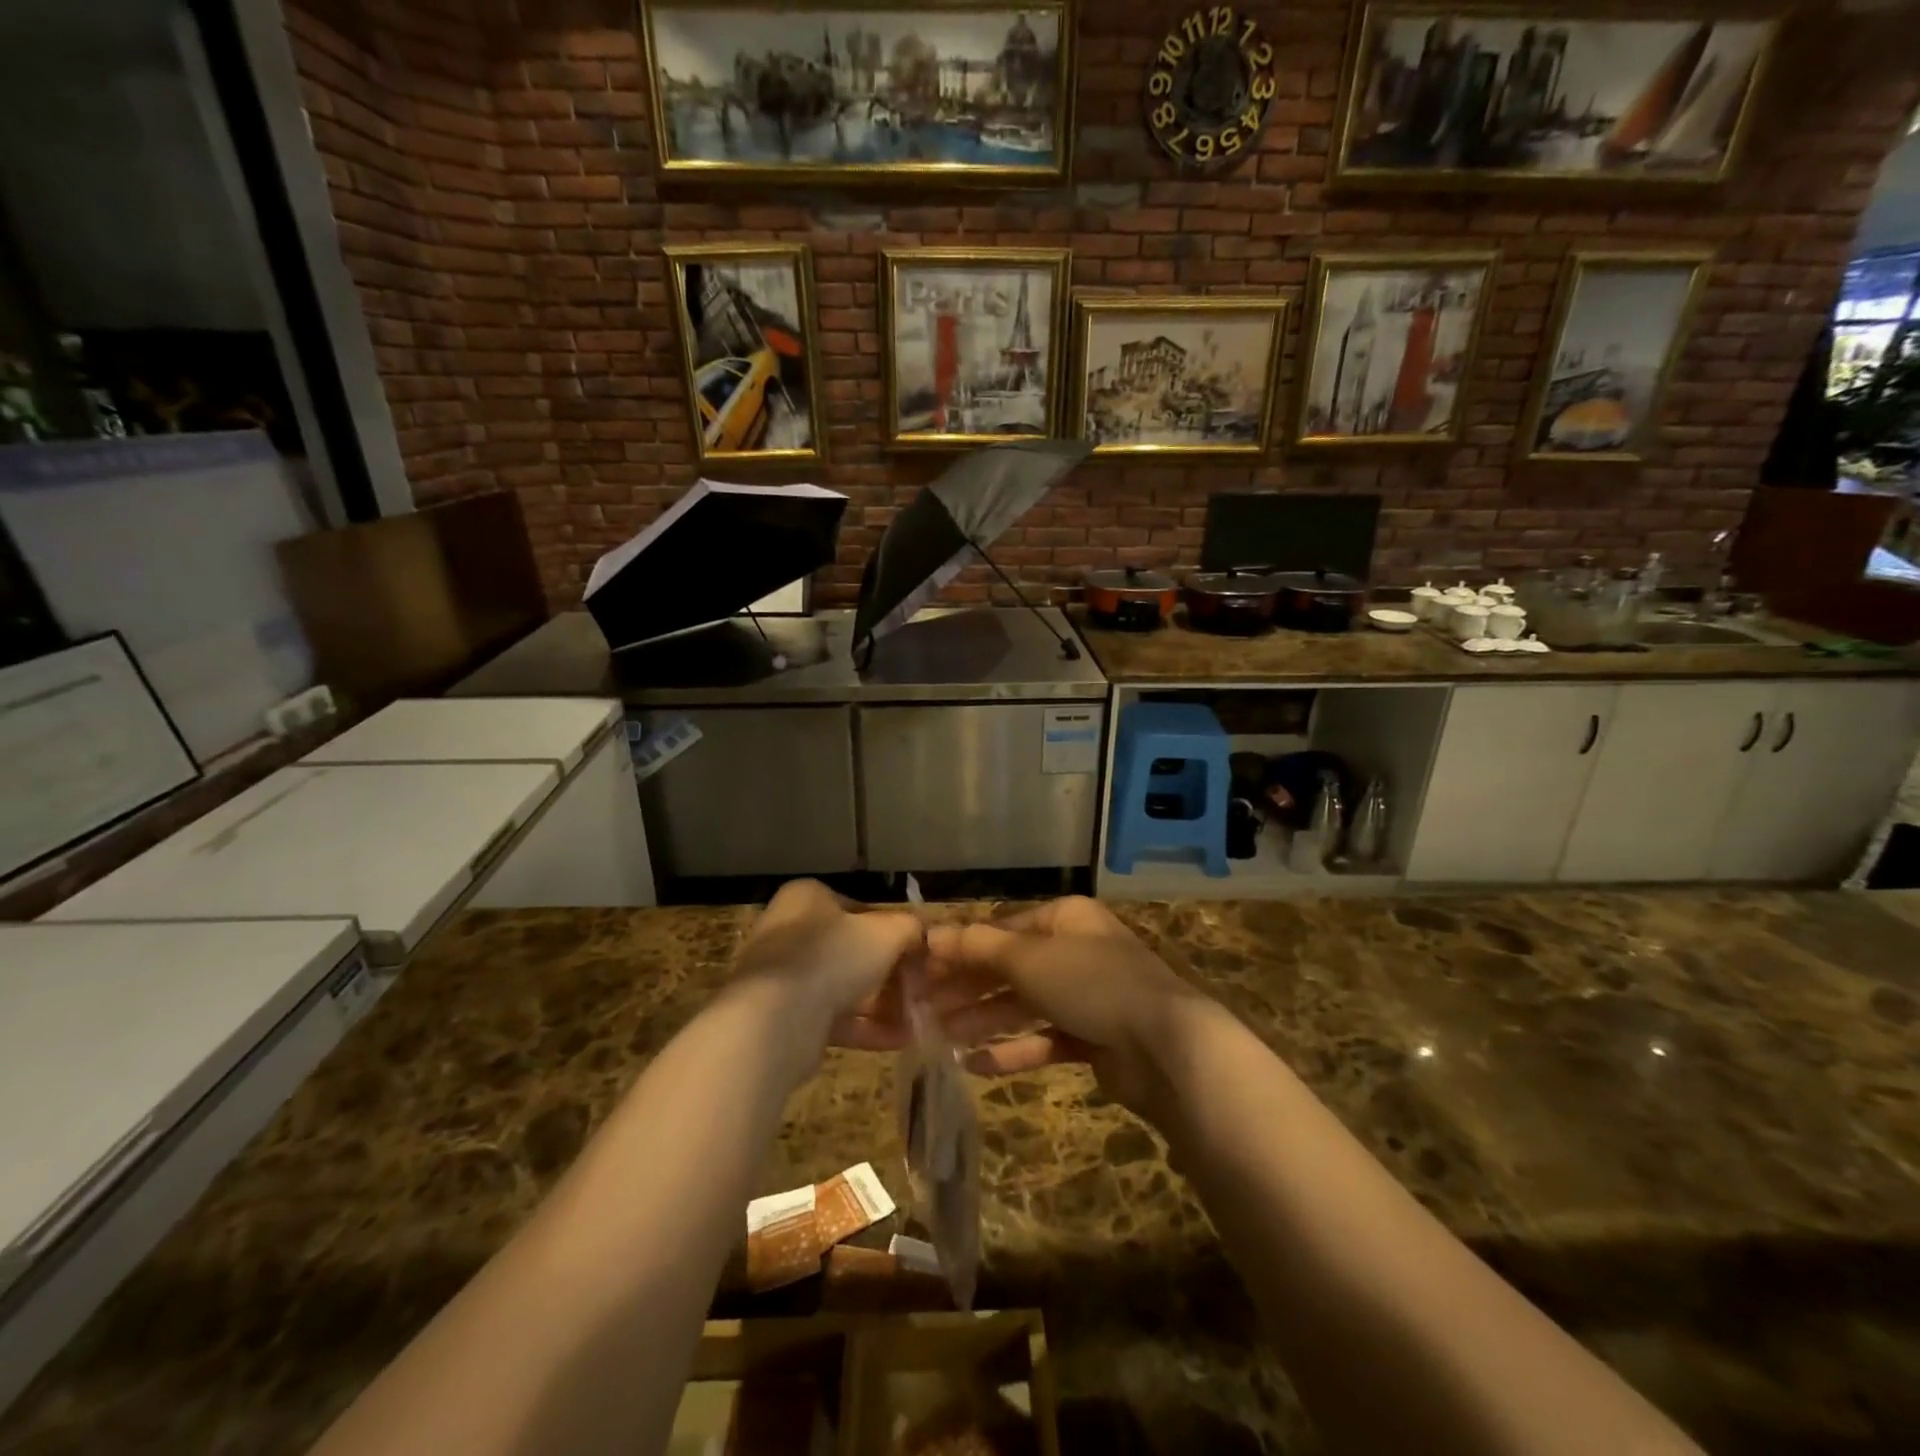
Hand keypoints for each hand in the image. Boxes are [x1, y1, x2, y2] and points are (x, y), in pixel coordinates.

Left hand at [732, 879, 924, 1052]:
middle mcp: (789, 932)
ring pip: (843, 987)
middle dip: (889, 973)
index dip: (892, 930)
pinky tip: (900, 1040)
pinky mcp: (783, 1019)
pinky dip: (865, 1028)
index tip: (916, 952)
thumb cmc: (833, 956)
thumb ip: (909, 928)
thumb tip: (922, 933)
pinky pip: (832, 1018)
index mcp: (807, 898)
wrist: (776, 1020)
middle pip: (851, 950)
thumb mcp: (886, 932)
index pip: (859, 908)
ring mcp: (782, 978)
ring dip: (882, 1003)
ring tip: (917, 1019)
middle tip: (919, 989)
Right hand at [924, 897, 1203, 1117]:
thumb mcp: (1028, 958)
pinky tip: (978, 1065)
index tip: (923, 971)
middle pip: (1010, 968)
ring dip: (984, 1020)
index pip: (1002, 929)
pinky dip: (1015, 1050)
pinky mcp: (1095, 1037)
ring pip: (1025, 1005)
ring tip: (940, 1038)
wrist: (1165, 1046)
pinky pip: (1046, 1039)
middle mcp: (1076, 951)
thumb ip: (978, 947)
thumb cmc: (1091, 983)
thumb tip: (930, 934)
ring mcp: (1088, 995)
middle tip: (923, 1009)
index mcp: (1065, 919)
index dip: (961, 948)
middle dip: (968, 988)